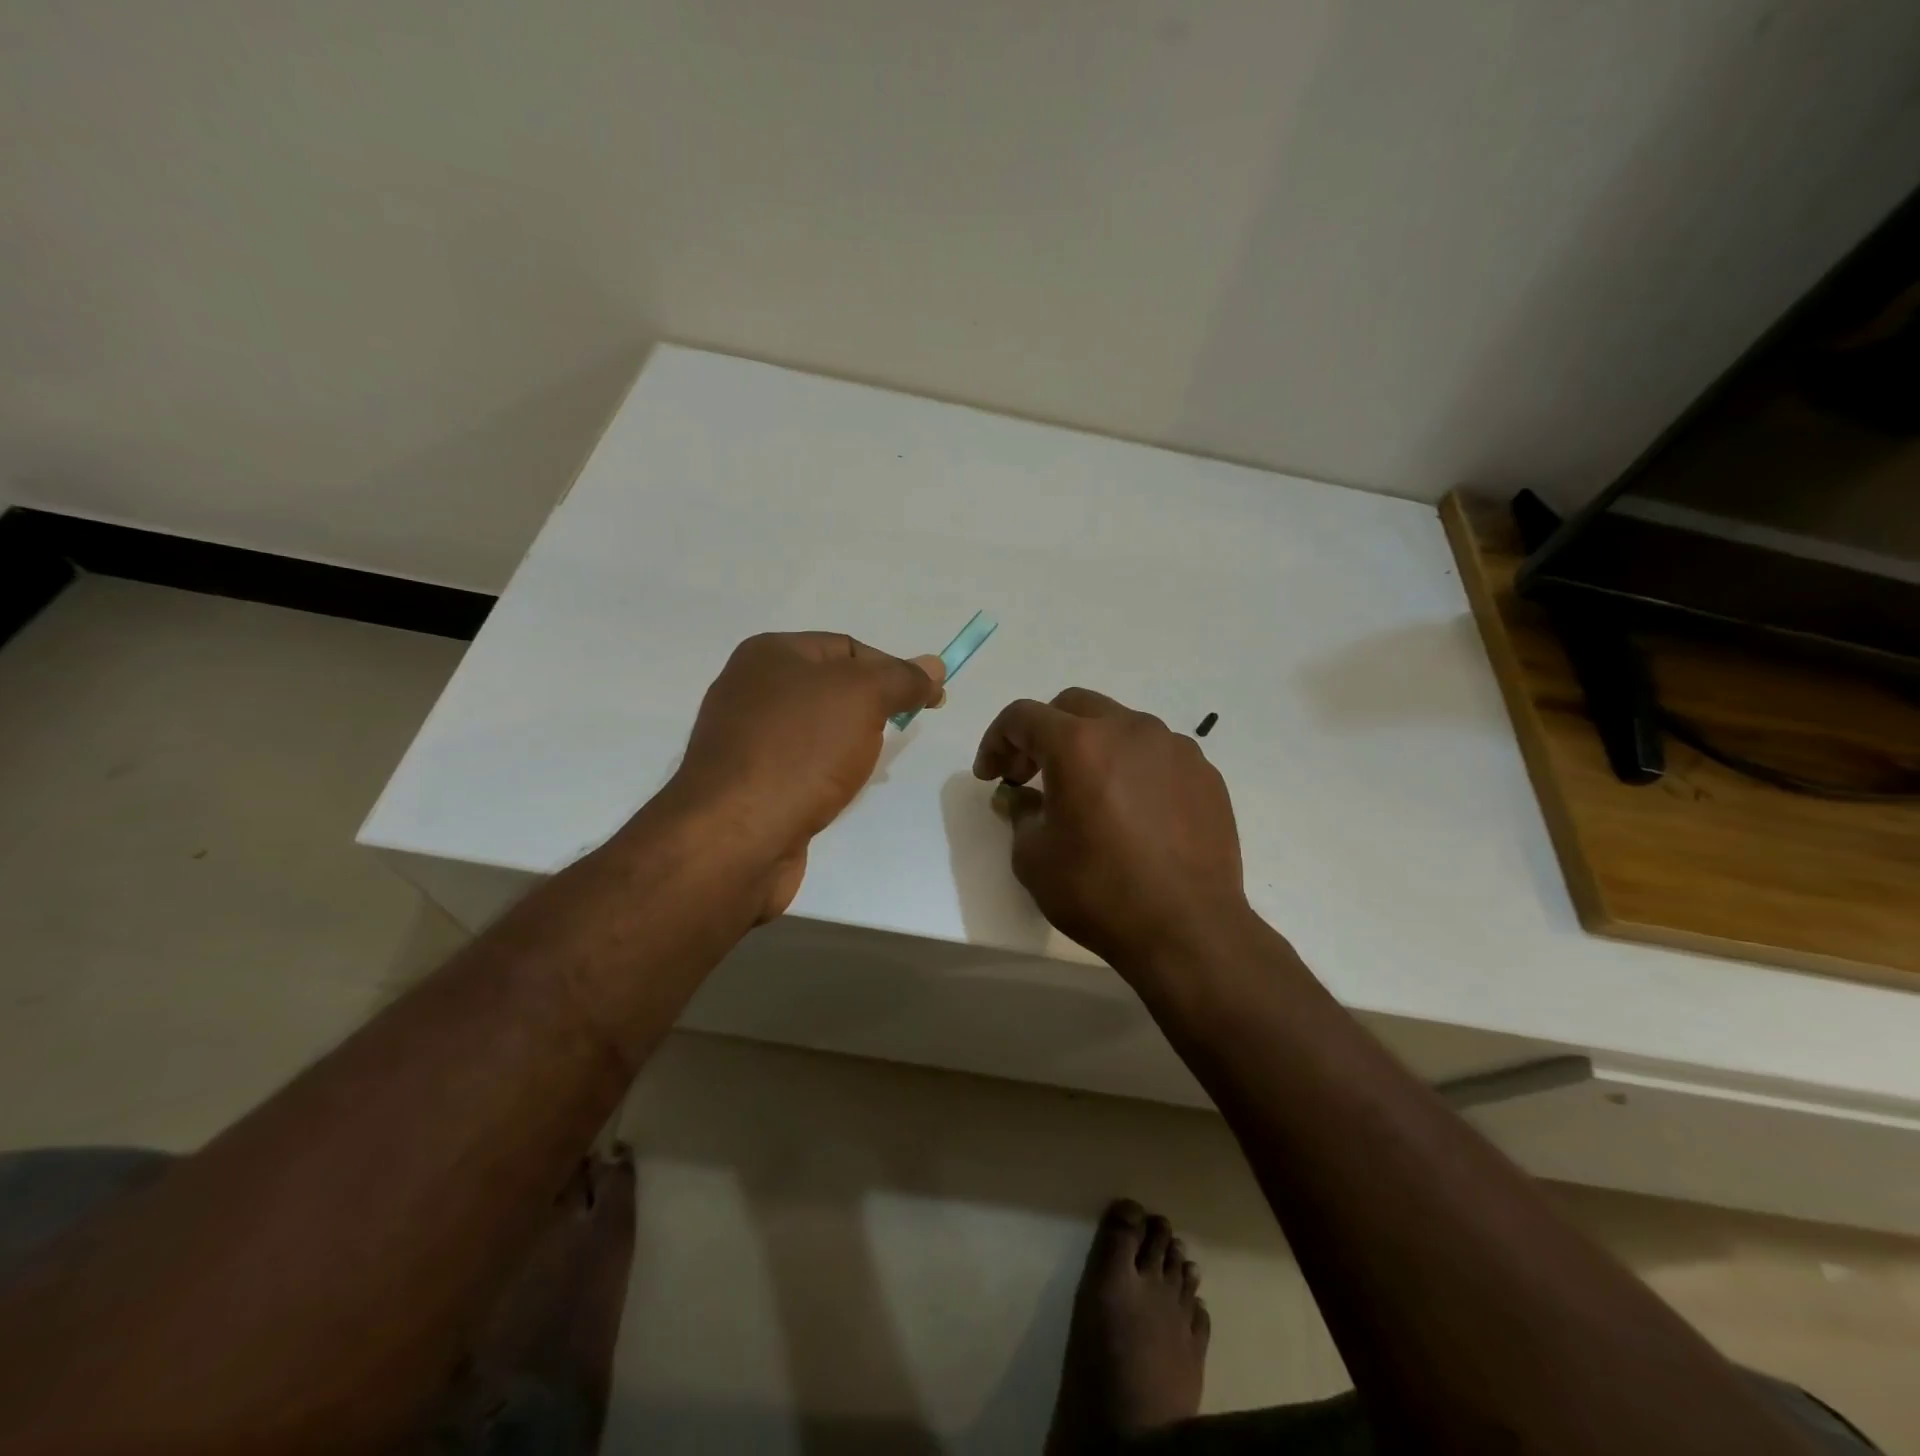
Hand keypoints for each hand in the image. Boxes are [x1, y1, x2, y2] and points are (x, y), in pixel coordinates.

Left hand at [667, 632, 943, 918]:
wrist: (737, 836)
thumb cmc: (801, 750)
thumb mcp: (864, 697)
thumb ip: (902, 678)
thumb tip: (934, 666)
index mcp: (771, 653)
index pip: (848, 647)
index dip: (893, 669)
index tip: (929, 701)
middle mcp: (750, 687)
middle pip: (831, 686)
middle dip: (872, 707)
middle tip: (901, 731)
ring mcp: (744, 737)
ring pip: (817, 728)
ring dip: (850, 743)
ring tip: (869, 767)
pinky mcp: (746, 781)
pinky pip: (800, 764)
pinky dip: (826, 772)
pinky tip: (838, 791)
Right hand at [973, 689, 1252, 976]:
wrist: (1188, 930)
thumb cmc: (1099, 892)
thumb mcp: (1034, 858)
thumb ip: (1020, 813)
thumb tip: (1024, 798)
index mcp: (1078, 744)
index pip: (1023, 716)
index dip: (996, 740)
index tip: (991, 775)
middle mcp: (1129, 729)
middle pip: (1073, 706)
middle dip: (1043, 733)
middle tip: (1031, 774)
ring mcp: (1174, 747)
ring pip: (1120, 725)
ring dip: (1091, 746)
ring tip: (1087, 792)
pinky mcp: (1204, 772)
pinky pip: (1156, 754)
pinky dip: (1132, 767)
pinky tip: (1132, 810)